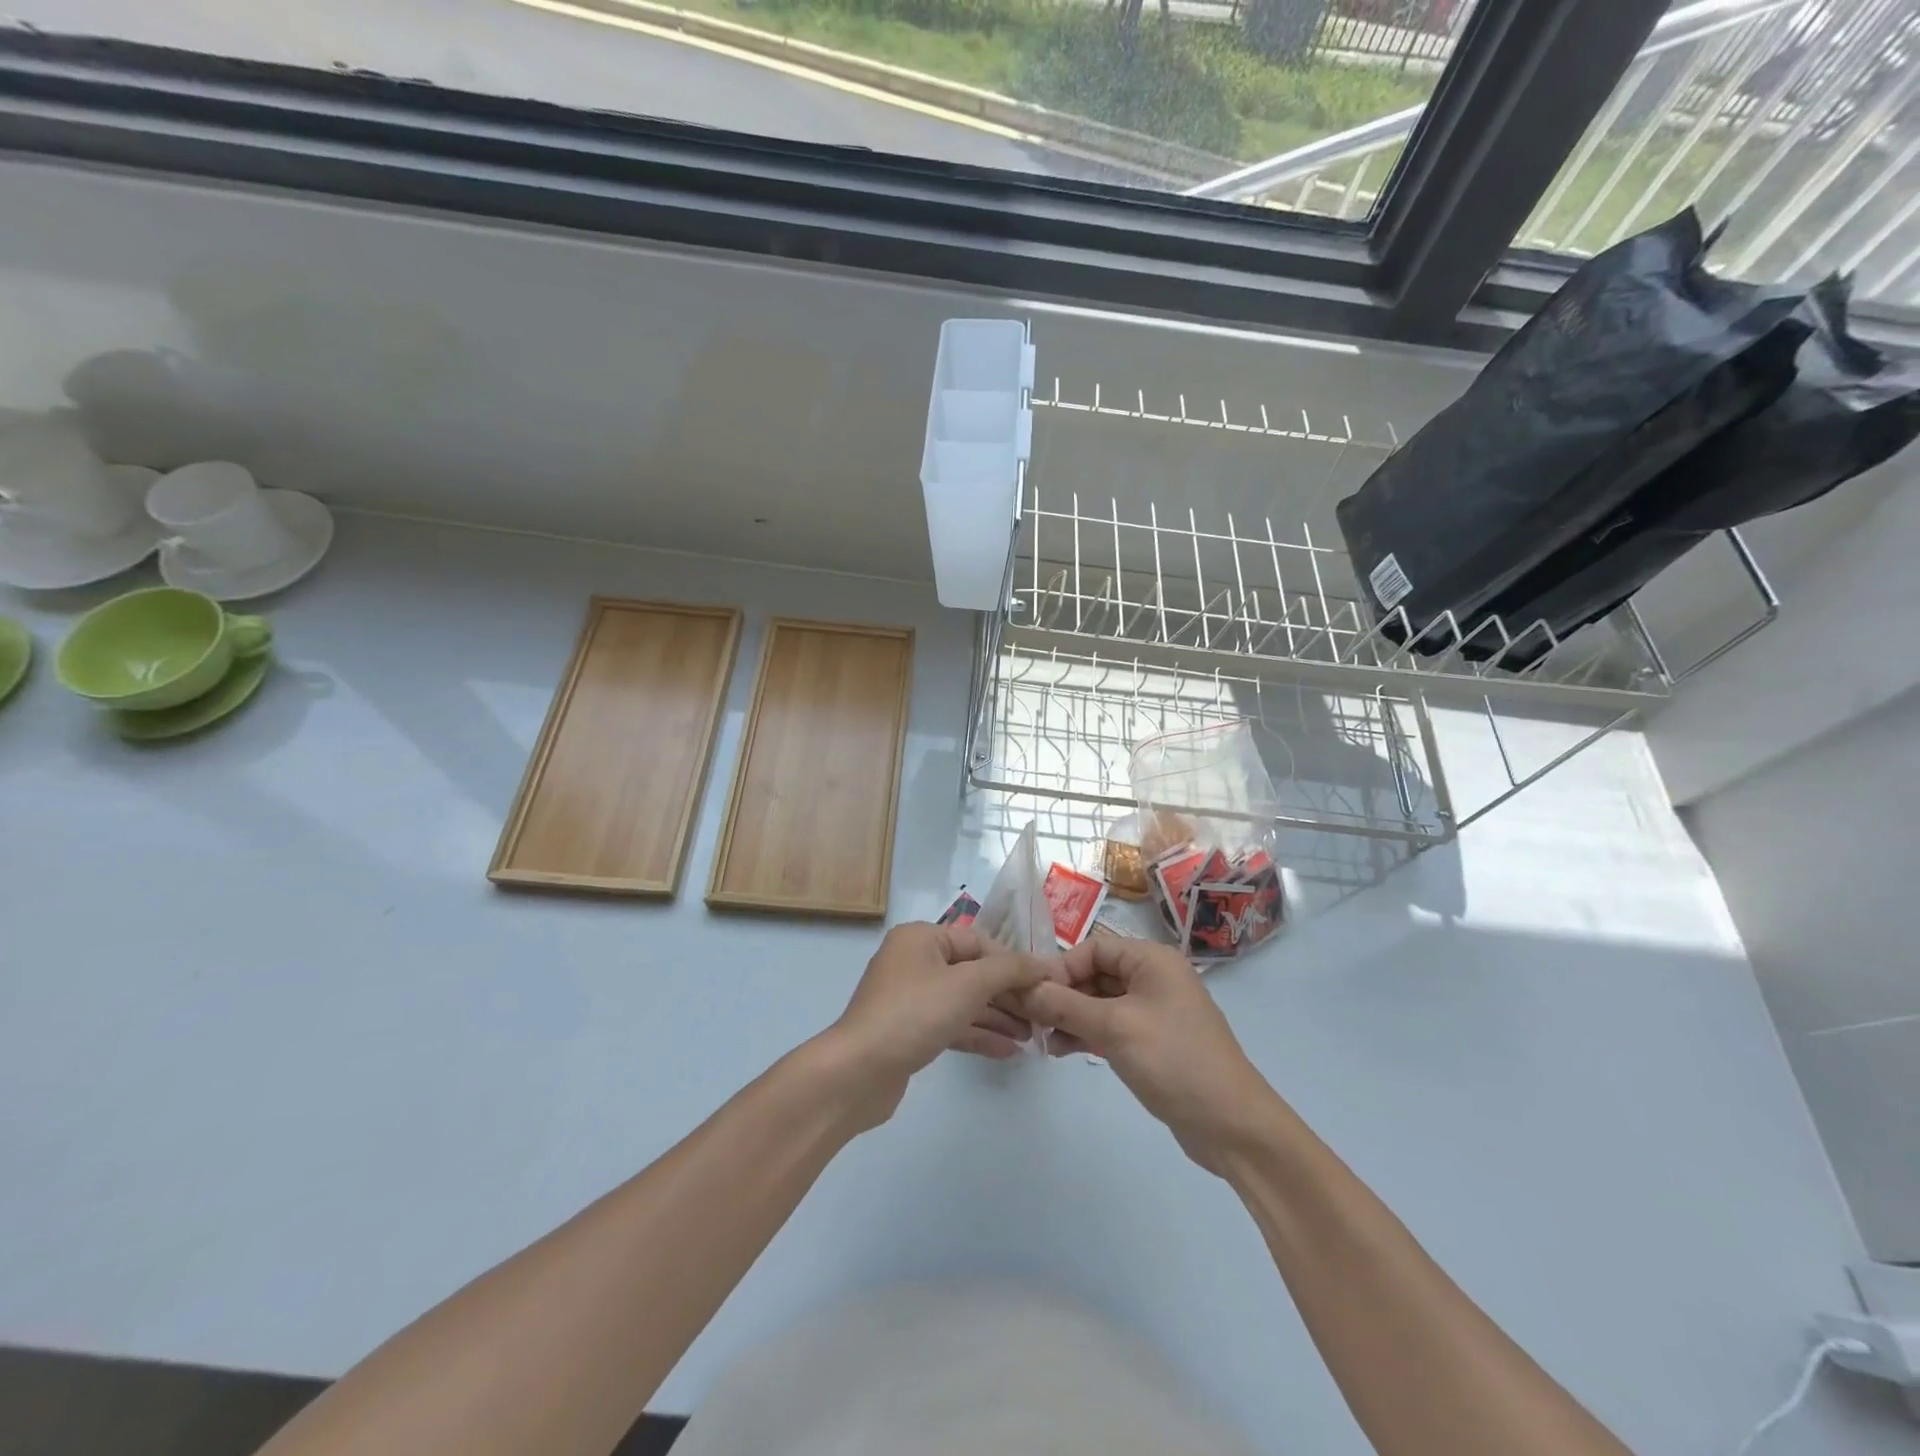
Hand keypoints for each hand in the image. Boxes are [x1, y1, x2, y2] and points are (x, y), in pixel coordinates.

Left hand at [825, 923, 1054, 1123]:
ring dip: (997, 1016)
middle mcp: (914, 961)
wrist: (858, 1073)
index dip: (1013, 962)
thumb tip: (1043, 964)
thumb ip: (1009, 970)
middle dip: (1007, 994)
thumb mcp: (967, 984)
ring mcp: (910, 998)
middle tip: (1043, 1015)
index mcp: (921, 938)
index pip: (978, 942)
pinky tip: (1009, 1052)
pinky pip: (951, 1025)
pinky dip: (978, 1034)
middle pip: (972, 972)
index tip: (1045, 984)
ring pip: (963, 1001)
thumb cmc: (914, 1014)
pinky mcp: (909, 1032)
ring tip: (1033, 1036)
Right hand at [1018, 937, 1280, 1173]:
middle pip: (1095, 973)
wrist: (1231, 1125)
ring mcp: (1154, 1011)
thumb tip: (1023, 989)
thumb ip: (1065, 1005)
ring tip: (1043, 1040)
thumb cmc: (1174, 1061)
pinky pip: (1110, 1026)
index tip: (1033, 995)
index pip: (1093, 948)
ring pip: (1099, 1002)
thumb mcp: (1114, 1028)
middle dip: (1062, 994)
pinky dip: (1086, 1033)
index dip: (1061, 967)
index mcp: (1152, 960)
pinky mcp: (1152, 1041)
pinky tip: (1062, 1050)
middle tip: (1030, 1020)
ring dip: (1070, 1016)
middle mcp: (1153, 978)